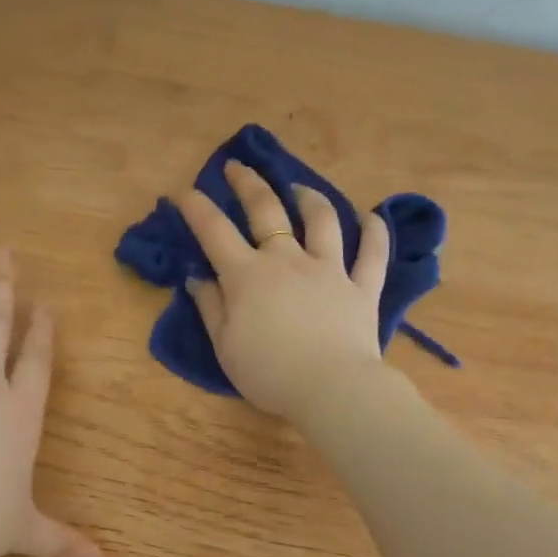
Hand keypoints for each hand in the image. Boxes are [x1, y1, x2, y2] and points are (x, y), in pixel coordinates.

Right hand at [178, 161, 389, 419]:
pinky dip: (374, 231)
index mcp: (248, 276)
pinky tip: (372, 216)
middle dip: (248, 183)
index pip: (214, 231)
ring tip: (299, 188)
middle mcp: (288, 260)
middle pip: (267, 210)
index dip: (196, 208)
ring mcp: (329, 269)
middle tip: (237, 167)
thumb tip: (196, 277)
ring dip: (309, 198)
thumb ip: (210, 307)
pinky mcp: (362, 287)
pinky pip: (373, 253)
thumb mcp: (225, 347)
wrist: (331, 389)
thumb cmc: (270, 374)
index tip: (183, 192)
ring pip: (322, 220)